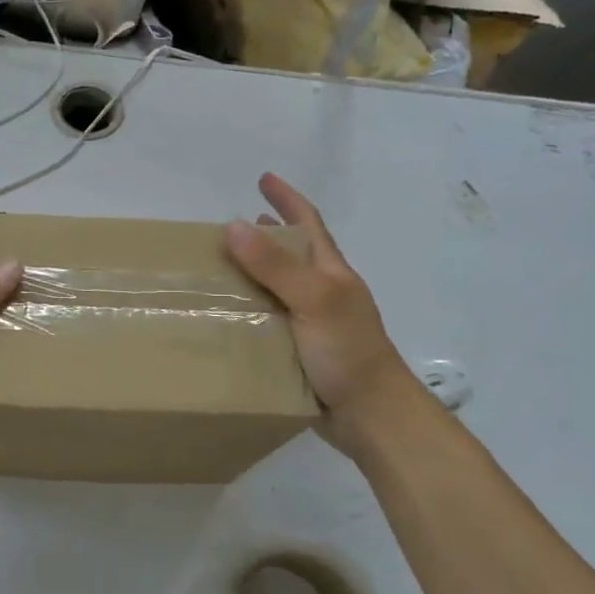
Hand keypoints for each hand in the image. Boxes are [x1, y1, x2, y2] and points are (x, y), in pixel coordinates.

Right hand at [224, 173, 408, 449]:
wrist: (370, 415)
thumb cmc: (347, 351)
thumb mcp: (313, 300)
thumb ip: (275, 266)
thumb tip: (233, 226)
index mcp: (331, 273)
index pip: (308, 223)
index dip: (287, 198)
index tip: (263, 178)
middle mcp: (322, 293)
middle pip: (293, 254)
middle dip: (268, 235)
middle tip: (233, 227)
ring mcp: (313, 323)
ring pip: (279, 289)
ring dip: (255, 274)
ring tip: (224, 269)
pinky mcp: (300, 352)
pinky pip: (270, 322)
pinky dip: (250, 312)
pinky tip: (230, 319)